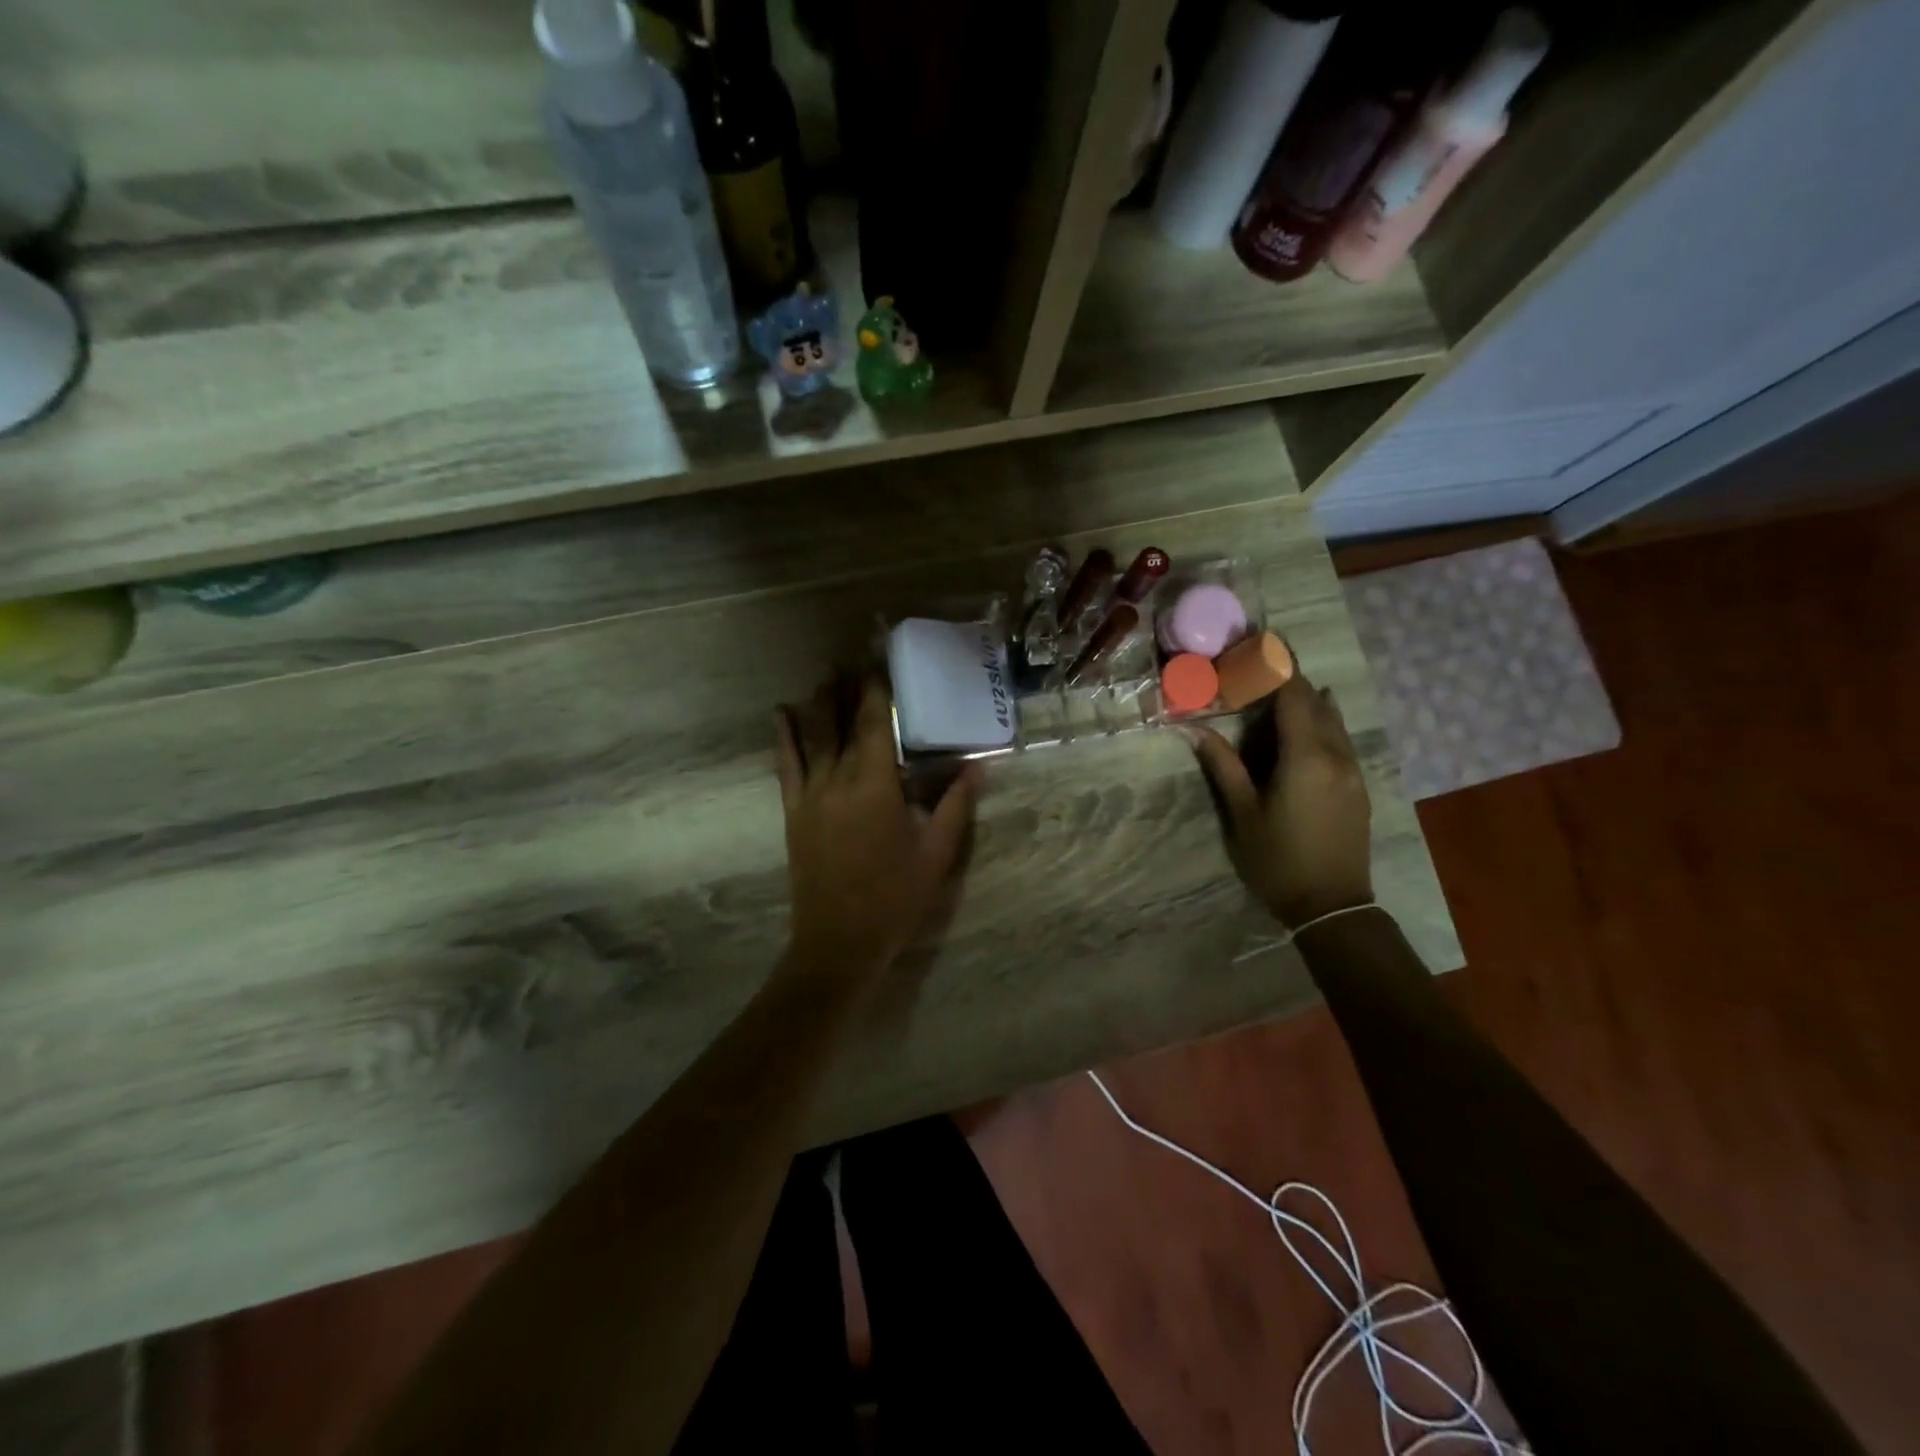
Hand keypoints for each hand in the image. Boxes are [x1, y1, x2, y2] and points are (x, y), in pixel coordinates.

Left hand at [775, 676, 977, 976]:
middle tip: (851, 658)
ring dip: (819, 703)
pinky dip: (784, 737)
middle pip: (839, 721)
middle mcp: (838, 778)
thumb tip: (977, 767)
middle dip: (846, 688)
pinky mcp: (794, 812)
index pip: (873, 723)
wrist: (838, 940)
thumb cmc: (894, 897)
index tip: (879, 662)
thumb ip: (954, 805)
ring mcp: (810, 794)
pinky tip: (780, 714)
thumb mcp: (936, 853)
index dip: (875, 690)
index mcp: (875, 784)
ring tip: (825, 675)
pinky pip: (786, 765)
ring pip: (812, 736)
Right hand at [1187, 673, 1373, 929]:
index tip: (1262, 643)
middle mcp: (1335, 755)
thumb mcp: (1242, 813)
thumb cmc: (1278, 859)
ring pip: (1334, 719)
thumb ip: (1223, 766)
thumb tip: (1196, 730)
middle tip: (1264, 662)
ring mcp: (1352, 771)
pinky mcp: (1358, 786)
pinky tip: (1313, 719)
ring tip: (1285, 683)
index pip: (1293, 696)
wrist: (1332, 905)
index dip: (1278, 667)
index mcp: (1305, 757)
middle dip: (1291, 678)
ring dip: (1310, 698)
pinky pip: (1341, 738)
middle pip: (1316, 702)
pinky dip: (1323, 720)